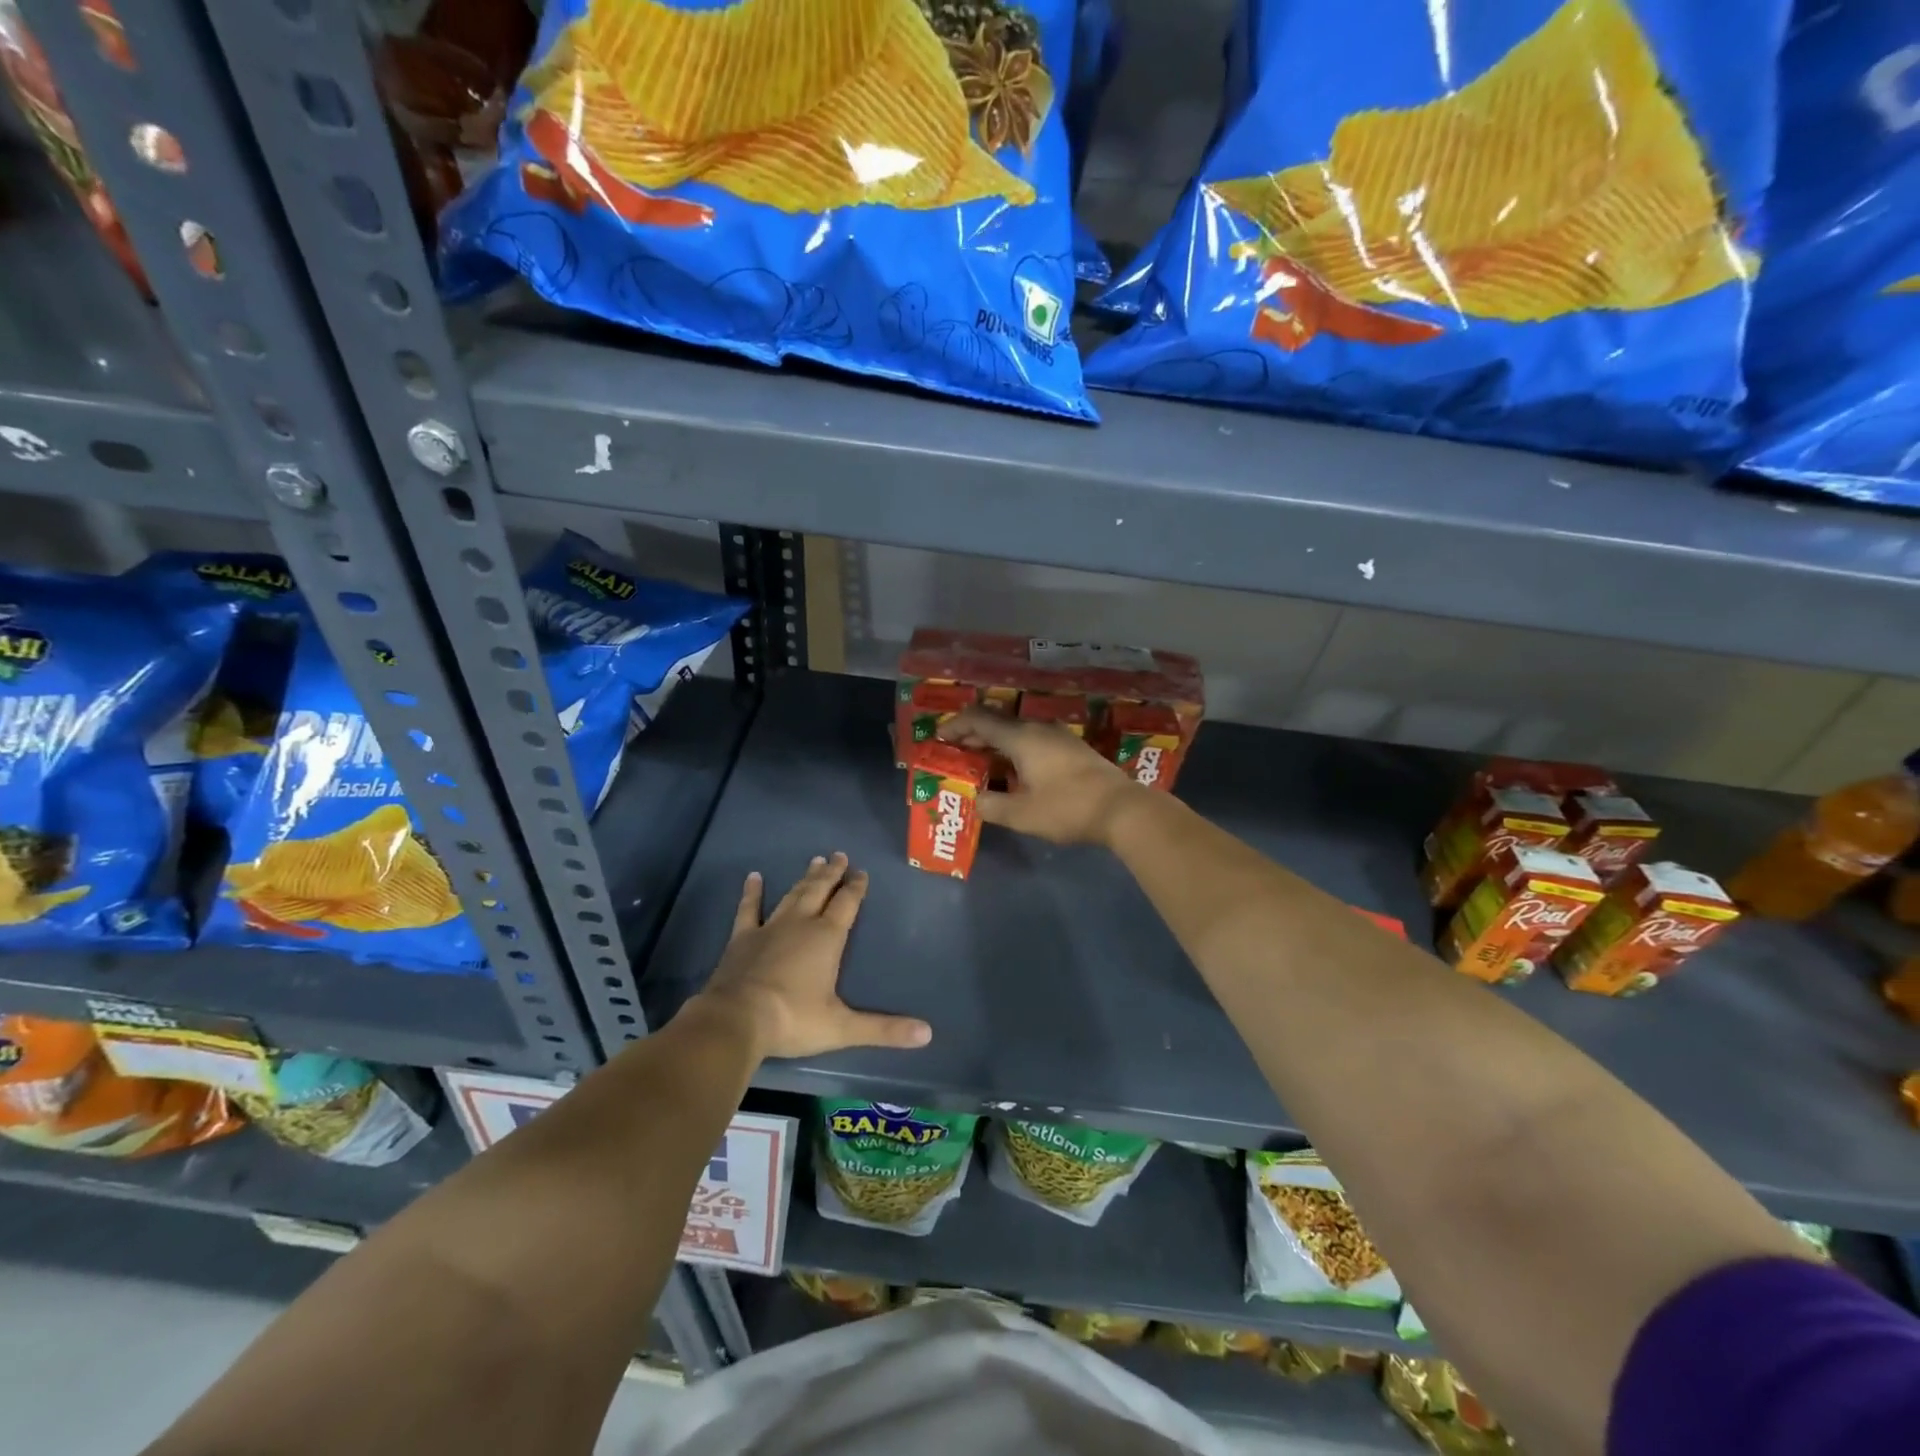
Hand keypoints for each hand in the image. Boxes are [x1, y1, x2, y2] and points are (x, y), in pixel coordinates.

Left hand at [695, 853, 931, 1059]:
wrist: (736, 1021)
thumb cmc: (793, 1020)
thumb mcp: (842, 1028)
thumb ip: (884, 1029)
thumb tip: (927, 1034)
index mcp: (827, 938)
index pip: (847, 904)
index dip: (856, 887)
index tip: (862, 872)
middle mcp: (801, 924)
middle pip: (820, 891)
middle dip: (832, 873)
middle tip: (839, 855)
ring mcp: (769, 928)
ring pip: (792, 895)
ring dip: (805, 879)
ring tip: (815, 861)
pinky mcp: (742, 939)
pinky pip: (748, 909)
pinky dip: (752, 893)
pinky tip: (754, 877)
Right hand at [940, 707, 1138, 845]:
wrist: (1122, 809)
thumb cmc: (1067, 808)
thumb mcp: (1021, 814)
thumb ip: (991, 805)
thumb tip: (975, 799)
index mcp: (1021, 738)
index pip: (979, 720)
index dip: (955, 726)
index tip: (938, 737)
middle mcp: (1038, 729)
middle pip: (998, 724)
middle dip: (973, 736)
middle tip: (954, 752)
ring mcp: (1058, 737)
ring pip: (1017, 733)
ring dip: (995, 745)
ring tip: (980, 763)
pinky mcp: (1072, 750)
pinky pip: (1033, 742)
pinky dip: (1014, 751)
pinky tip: (1013, 771)